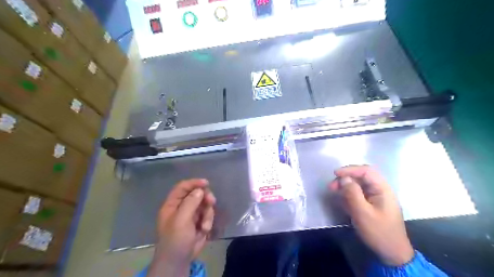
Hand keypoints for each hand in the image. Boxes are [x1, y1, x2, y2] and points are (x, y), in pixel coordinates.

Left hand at [148, 179, 215, 275]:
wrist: (179, 260)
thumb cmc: (176, 239)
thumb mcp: (181, 220)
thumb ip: (190, 203)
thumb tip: (199, 190)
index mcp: (173, 204)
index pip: (183, 187)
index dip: (193, 183)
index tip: (206, 183)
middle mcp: (182, 206)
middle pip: (197, 193)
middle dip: (205, 198)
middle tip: (211, 201)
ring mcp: (192, 214)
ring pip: (205, 204)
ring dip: (208, 213)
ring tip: (205, 225)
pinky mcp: (200, 221)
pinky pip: (208, 214)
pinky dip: (208, 221)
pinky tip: (204, 230)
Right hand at [329, 166, 413, 264]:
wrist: (392, 253)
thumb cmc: (379, 232)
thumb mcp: (363, 213)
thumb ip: (353, 193)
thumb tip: (344, 178)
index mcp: (383, 189)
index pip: (366, 171)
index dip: (350, 170)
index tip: (335, 174)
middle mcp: (380, 190)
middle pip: (361, 176)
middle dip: (346, 178)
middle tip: (332, 186)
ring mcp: (376, 197)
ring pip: (359, 185)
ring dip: (346, 186)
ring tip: (335, 192)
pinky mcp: (372, 204)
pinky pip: (359, 194)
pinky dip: (349, 194)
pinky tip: (342, 201)